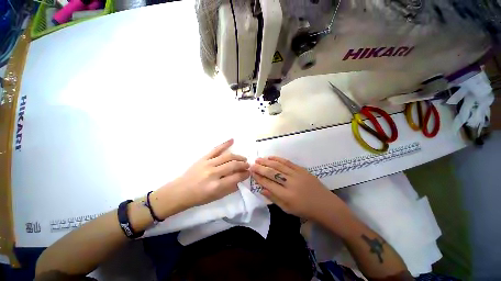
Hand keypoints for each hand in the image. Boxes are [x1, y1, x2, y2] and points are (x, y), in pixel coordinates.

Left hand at [152, 139, 249, 218]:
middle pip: (233, 165)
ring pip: (228, 156)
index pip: (236, 177)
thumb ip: (230, 188)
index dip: (245, 174)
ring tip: (243, 158)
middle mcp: (213, 173)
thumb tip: (241, 179)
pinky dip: (225, 144)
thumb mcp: (216, 197)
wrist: (180, 191)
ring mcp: (208, 163)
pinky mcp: (203, 158)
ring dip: (238, 156)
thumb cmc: (199, 197)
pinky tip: (232, 140)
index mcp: (216, 186)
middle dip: (243, 165)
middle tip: (248, 165)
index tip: (249, 173)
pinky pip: (216, 149)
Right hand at [250, 156, 350, 220]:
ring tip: (258, 159)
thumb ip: (273, 198)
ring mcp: (297, 175)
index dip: (259, 178)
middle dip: (260, 168)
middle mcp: (291, 183)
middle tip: (252, 164)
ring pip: (278, 165)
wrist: (325, 205)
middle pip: (272, 173)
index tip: (252, 173)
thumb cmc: (305, 210)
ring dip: (267, 161)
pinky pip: (288, 162)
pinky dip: (278, 159)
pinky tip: (271, 157)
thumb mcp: (287, 209)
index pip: (268, 184)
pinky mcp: (302, 169)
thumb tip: (261, 189)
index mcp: (287, 196)